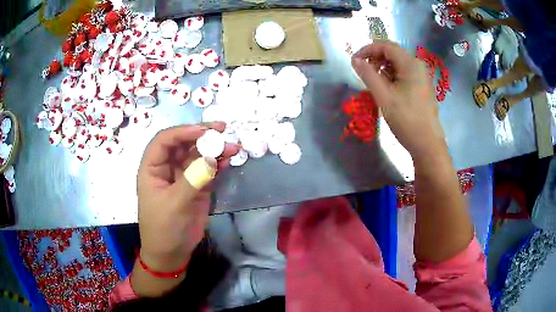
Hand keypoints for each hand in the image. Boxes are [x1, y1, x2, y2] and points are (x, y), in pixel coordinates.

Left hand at [136, 122, 239, 271]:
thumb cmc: (164, 228)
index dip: (183, 132)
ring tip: (233, 147)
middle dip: (202, 135)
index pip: (165, 140)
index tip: (204, 131)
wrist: (172, 253)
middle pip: (183, 143)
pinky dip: (218, 164)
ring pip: (198, 155)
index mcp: (152, 168)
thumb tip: (213, 158)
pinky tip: (228, 160)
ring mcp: (183, 176)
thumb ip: (193, 180)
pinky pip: (208, 169)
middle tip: (222, 129)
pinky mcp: (197, 186)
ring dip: (214, 149)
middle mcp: (167, 167)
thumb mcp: (175, 204)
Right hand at [351, 40, 444, 157]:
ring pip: (397, 65)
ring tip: (373, 84)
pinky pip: (403, 75)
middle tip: (362, 73)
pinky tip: (386, 90)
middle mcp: (418, 66)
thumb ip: (368, 75)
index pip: (386, 46)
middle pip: (392, 54)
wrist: (427, 144)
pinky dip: (391, 77)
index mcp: (411, 64)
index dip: (368, 49)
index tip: (354, 61)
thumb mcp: (383, 96)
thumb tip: (355, 60)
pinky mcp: (421, 87)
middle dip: (375, 59)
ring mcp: (421, 77)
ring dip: (382, 69)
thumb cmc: (406, 119)